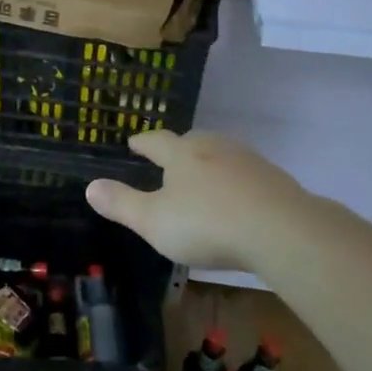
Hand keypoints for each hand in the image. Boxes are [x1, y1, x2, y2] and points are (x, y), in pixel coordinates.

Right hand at [85, 130, 306, 272]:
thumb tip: (90, 186)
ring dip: (209, 161)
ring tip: (202, 175)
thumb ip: (121, 204)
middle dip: (178, 147)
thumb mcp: (153, 221)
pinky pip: (247, 173)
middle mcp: (214, 148)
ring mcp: (248, 161)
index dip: (143, 142)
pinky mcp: (274, 179)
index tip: (134, 143)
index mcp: (182, 154)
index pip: (156, 141)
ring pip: (222, 153)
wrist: (281, 230)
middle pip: (192, 140)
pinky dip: (236, 180)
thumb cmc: (207, 224)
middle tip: (169, 158)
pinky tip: (237, 197)